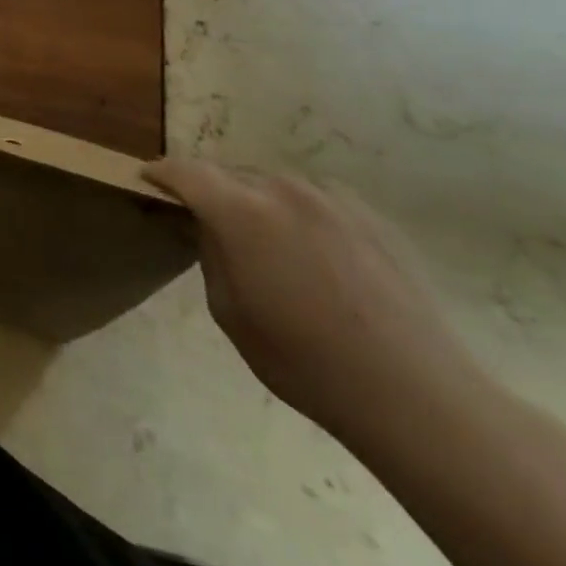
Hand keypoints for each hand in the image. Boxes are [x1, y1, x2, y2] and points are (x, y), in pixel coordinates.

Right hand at [143, 159, 494, 449]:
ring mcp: (333, 200)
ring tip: (268, 245)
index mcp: (241, 212)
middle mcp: (284, 190)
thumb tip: (212, 228)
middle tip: (211, 225)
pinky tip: (316, 259)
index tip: (148, 179)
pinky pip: (317, 201)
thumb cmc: (305, 361)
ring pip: (275, 186)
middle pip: (231, 175)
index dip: (162, 173)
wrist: (416, 393)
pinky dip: (300, 216)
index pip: (185, 171)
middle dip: (213, 192)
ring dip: (259, 203)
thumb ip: (212, 255)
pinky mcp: (372, 217)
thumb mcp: (230, 313)